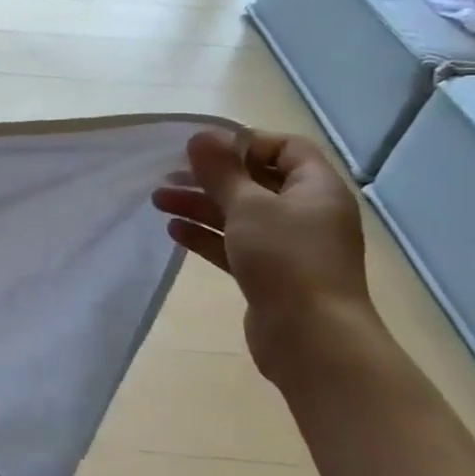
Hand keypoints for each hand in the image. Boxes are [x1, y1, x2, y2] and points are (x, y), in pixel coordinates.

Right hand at [152, 130, 376, 379]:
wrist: (312, 340)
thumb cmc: (286, 260)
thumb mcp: (248, 206)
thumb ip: (221, 170)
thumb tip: (201, 135)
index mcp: (316, 189)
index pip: (286, 148)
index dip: (245, 143)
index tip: (205, 150)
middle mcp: (307, 214)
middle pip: (255, 181)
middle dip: (210, 177)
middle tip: (168, 174)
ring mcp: (290, 247)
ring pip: (240, 214)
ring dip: (200, 204)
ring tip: (158, 200)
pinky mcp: (271, 275)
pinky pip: (235, 244)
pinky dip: (207, 235)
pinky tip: (174, 231)